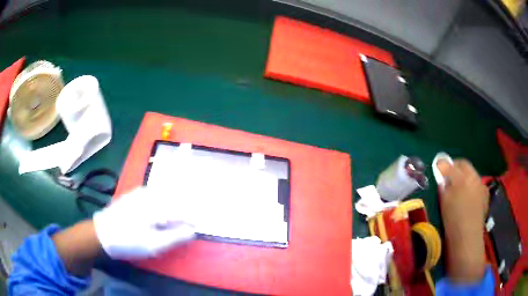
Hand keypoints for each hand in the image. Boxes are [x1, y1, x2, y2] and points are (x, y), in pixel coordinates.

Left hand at [93, 187, 195, 258]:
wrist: (102, 233)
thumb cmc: (128, 241)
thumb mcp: (153, 245)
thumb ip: (175, 237)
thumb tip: (193, 230)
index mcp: (156, 207)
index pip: (182, 211)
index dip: (193, 220)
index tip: (198, 228)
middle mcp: (150, 194)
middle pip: (175, 199)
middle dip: (185, 210)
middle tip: (189, 224)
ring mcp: (141, 192)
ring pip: (166, 195)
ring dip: (175, 204)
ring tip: (178, 218)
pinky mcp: (135, 194)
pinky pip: (156, 194)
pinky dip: (164, 201)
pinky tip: (162, 212)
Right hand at [437, 159, 488, 282]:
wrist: (467, 240)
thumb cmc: (454, 220)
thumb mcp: (445, 200)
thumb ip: (444, 183)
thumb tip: (441, 171)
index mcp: (466, 177)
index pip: (455, 164)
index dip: (446, 165)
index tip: (439, 170)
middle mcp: (476, 179)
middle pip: (465, 167)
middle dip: (456, 170)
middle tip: (447, 179)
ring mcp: (482, 188)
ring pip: (471, 177)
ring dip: (464, 179)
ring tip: (456, 190)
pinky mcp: (484, 198)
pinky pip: (476, 187)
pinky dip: (470, 188)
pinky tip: (465, 199)